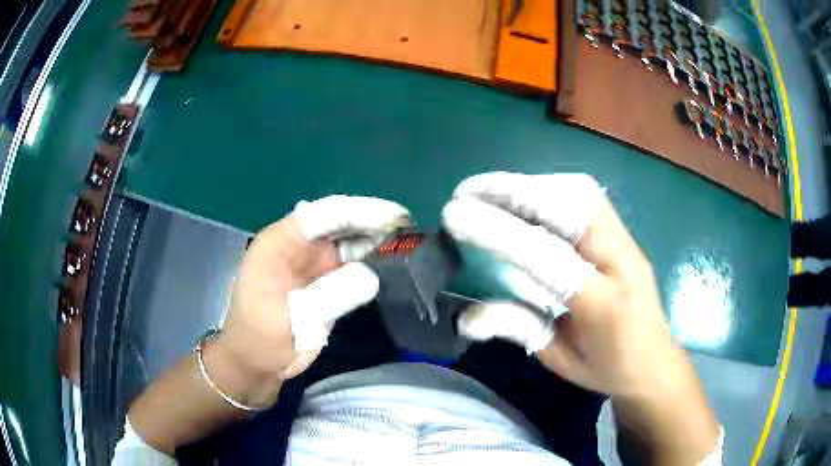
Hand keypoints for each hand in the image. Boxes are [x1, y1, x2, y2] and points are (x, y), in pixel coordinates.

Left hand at [211, 196, 409, 407]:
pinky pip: (353, 264)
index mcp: (279, 243)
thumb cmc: (261, 339)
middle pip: (339, 223)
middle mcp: (298, 246)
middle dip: (373, 221)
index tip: (392, 217)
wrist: (257, 364)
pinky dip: (374, 261)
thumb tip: (371, 276)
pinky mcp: (326, 281)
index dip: (357, 212)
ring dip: (377, 240)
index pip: (321, 215)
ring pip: (349, 241)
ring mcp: (313, 263)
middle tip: (409, 227)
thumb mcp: (290, 320)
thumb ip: (328, 296)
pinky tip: (395, 263)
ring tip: (409, 242)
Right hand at [442, 172, 718, 462]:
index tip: (455, 213)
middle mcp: (621, 261)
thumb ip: (518, 329)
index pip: (548, 257)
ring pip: (580, 193)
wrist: (655, 360)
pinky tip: (529, 196)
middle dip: (514, 192)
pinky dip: (552, 188)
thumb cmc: (607, 368)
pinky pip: (588, 197)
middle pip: (569, 209)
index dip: (499, 232)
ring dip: (532, 185)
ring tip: (492, 190)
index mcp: (603, 304)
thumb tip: (465, 317)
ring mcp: (628, 241)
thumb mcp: (560, 360)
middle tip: (468, 191)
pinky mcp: (626, 232)